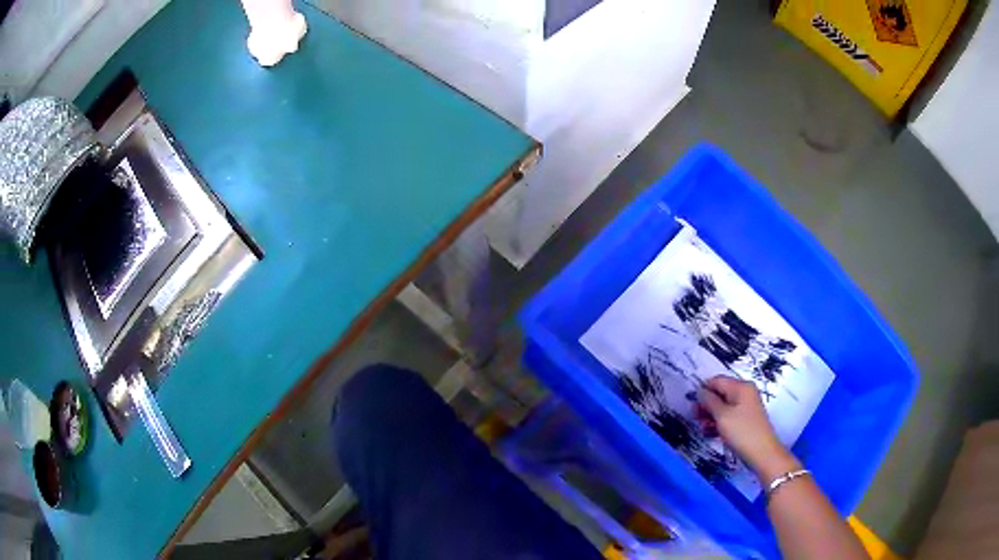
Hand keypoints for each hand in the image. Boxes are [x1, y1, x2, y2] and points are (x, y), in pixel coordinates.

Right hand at [698, 376, 798, 479]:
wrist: (762, 454)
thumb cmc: (742, 432)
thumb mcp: (722, 416)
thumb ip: (709, 401)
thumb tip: (700, 391)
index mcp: (741, 387)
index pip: (717, 381)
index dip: (703, 390)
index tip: (691, 404)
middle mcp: (745, 393)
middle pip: (720, 393)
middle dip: (706, 405)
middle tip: (695, 418)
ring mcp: (746, 407)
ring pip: (723, 406)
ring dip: (711, 416)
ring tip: (703, 428)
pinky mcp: (745, 420)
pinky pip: (728, 416)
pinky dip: (718, 423)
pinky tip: (710, 433)